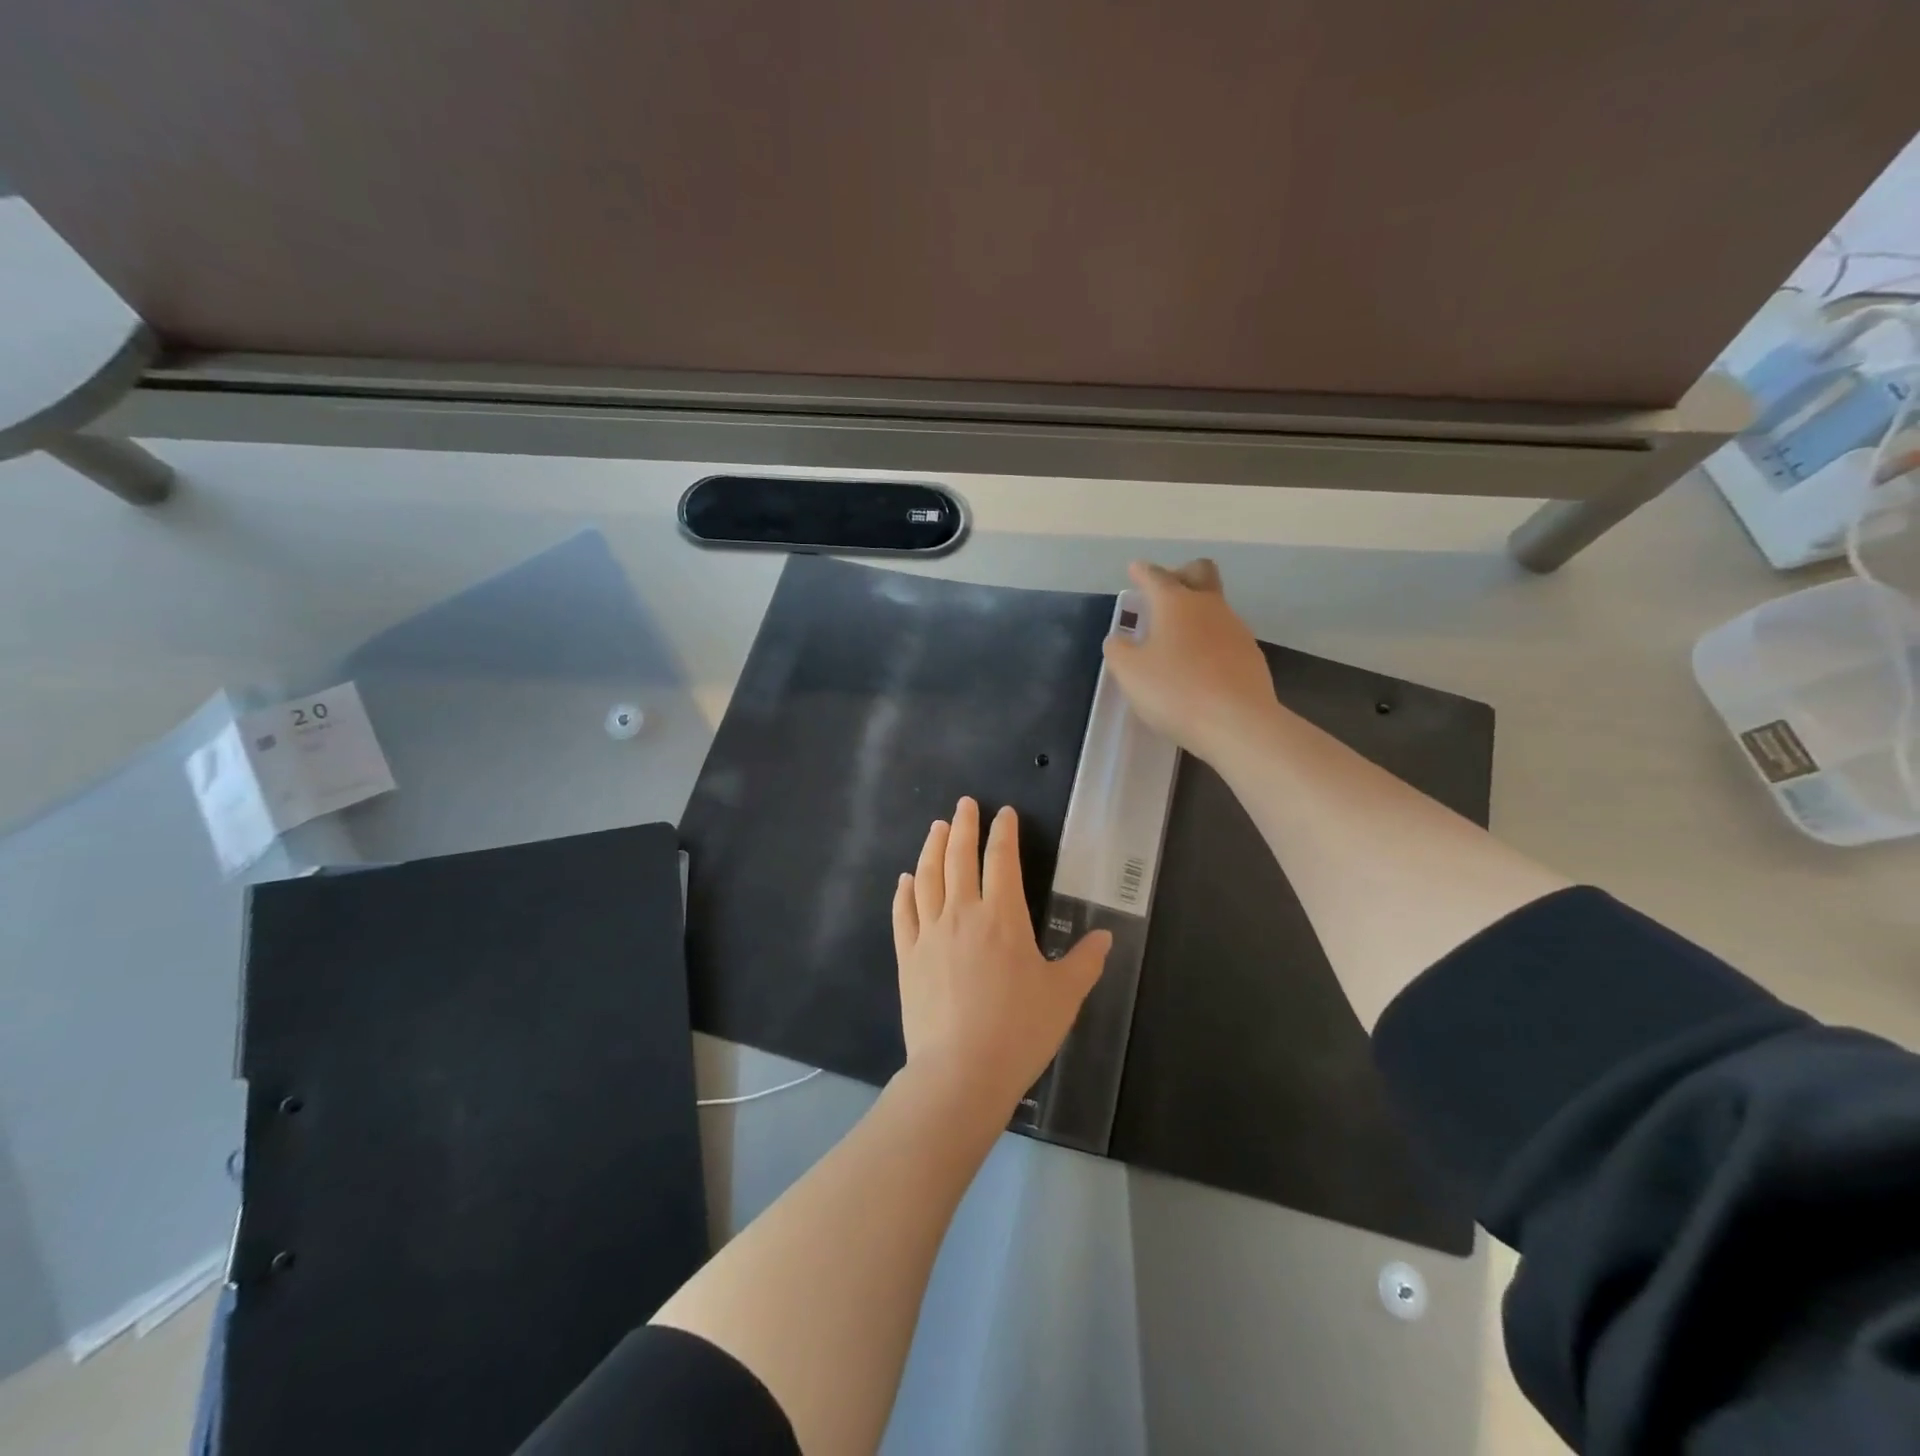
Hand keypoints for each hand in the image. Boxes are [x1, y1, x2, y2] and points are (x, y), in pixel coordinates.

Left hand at [893, 797, 1110, 1113]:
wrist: (960, 1071)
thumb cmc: (1020, 1030)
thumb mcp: (1064, 996)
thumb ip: (1085, 962)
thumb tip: (1104, 937)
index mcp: (1002, 917)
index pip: (1002, 860)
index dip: (1003, 833)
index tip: (1003, 814)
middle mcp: (962, 913)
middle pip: (960, 857)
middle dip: (963, 826)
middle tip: (964, 804)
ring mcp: (929, 933)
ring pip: (927, 878)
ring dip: (932, 848)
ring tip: (936, 828)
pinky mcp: (907, 957)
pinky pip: (903, 914)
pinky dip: (904, 891)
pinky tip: (905, 879)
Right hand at [1102, 559, 1281, 764]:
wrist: (1237, 723)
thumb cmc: (1174, 690)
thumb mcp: (1129, 673)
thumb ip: (1118, 651)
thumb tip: (1119, 640)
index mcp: (1176, 603)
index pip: (1156, 576)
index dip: (1142, 572)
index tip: (1135, 569)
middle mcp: (1209, 607)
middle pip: (1200, 573)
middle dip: (1181, 575)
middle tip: (1163, 593)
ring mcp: (1235, 629)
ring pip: (1214, 607)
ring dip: (1195, 614)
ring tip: (1176, 640)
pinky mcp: (1250, 656)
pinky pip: (1225, 637)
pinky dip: (1208, 642)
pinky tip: (1198, 667)